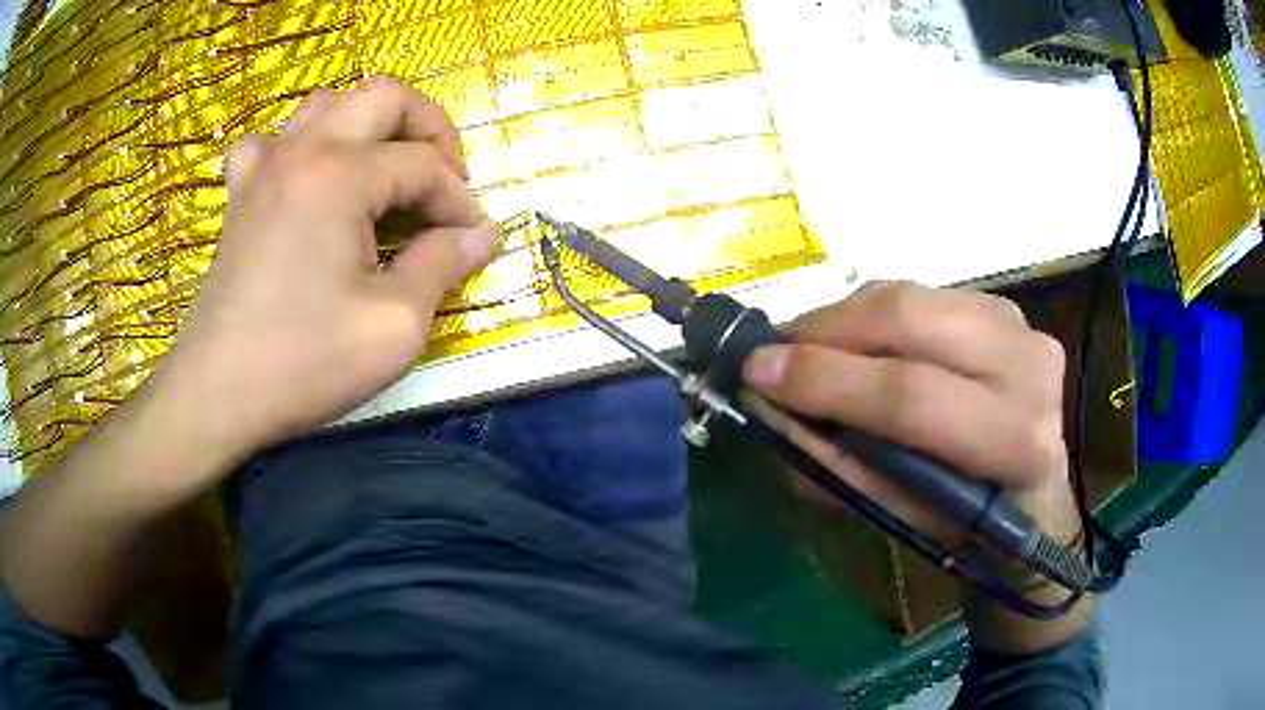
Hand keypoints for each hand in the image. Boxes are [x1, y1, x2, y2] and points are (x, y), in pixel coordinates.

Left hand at [151, 75, 498, 465]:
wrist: (216, 394)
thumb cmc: (303, 361)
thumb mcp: (393, 325)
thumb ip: (443, 266)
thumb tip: (483, 235)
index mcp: (341, 173)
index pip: (423, 166)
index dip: (459, 202)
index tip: (474, 240)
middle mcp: (302, 150)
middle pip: (384, 97)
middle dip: (428, 129)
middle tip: (443, 179)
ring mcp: (264, 166)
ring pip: (329, 104)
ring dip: (368, 126)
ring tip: (382, 171)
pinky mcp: (240, 193)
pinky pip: (273, 141)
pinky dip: (300, 147)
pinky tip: (305, 178)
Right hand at [742, 282, 1088, 650]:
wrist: (1033, 492)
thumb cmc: (970, 521)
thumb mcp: (903, 515)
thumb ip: (838, 464)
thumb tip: (768, 413)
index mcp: (1015, 440)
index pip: (911, 394)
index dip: (828, 381)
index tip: (757, 374)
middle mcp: (1027, 364)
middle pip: (910, 319)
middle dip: (826, 330)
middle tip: (774, 351)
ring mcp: (1020, 323)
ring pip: (911, 294)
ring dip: (844, 317)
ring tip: (806, 346)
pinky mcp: (1004, 305)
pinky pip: (921, 292)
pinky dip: (874, 312)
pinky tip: (855, 340)